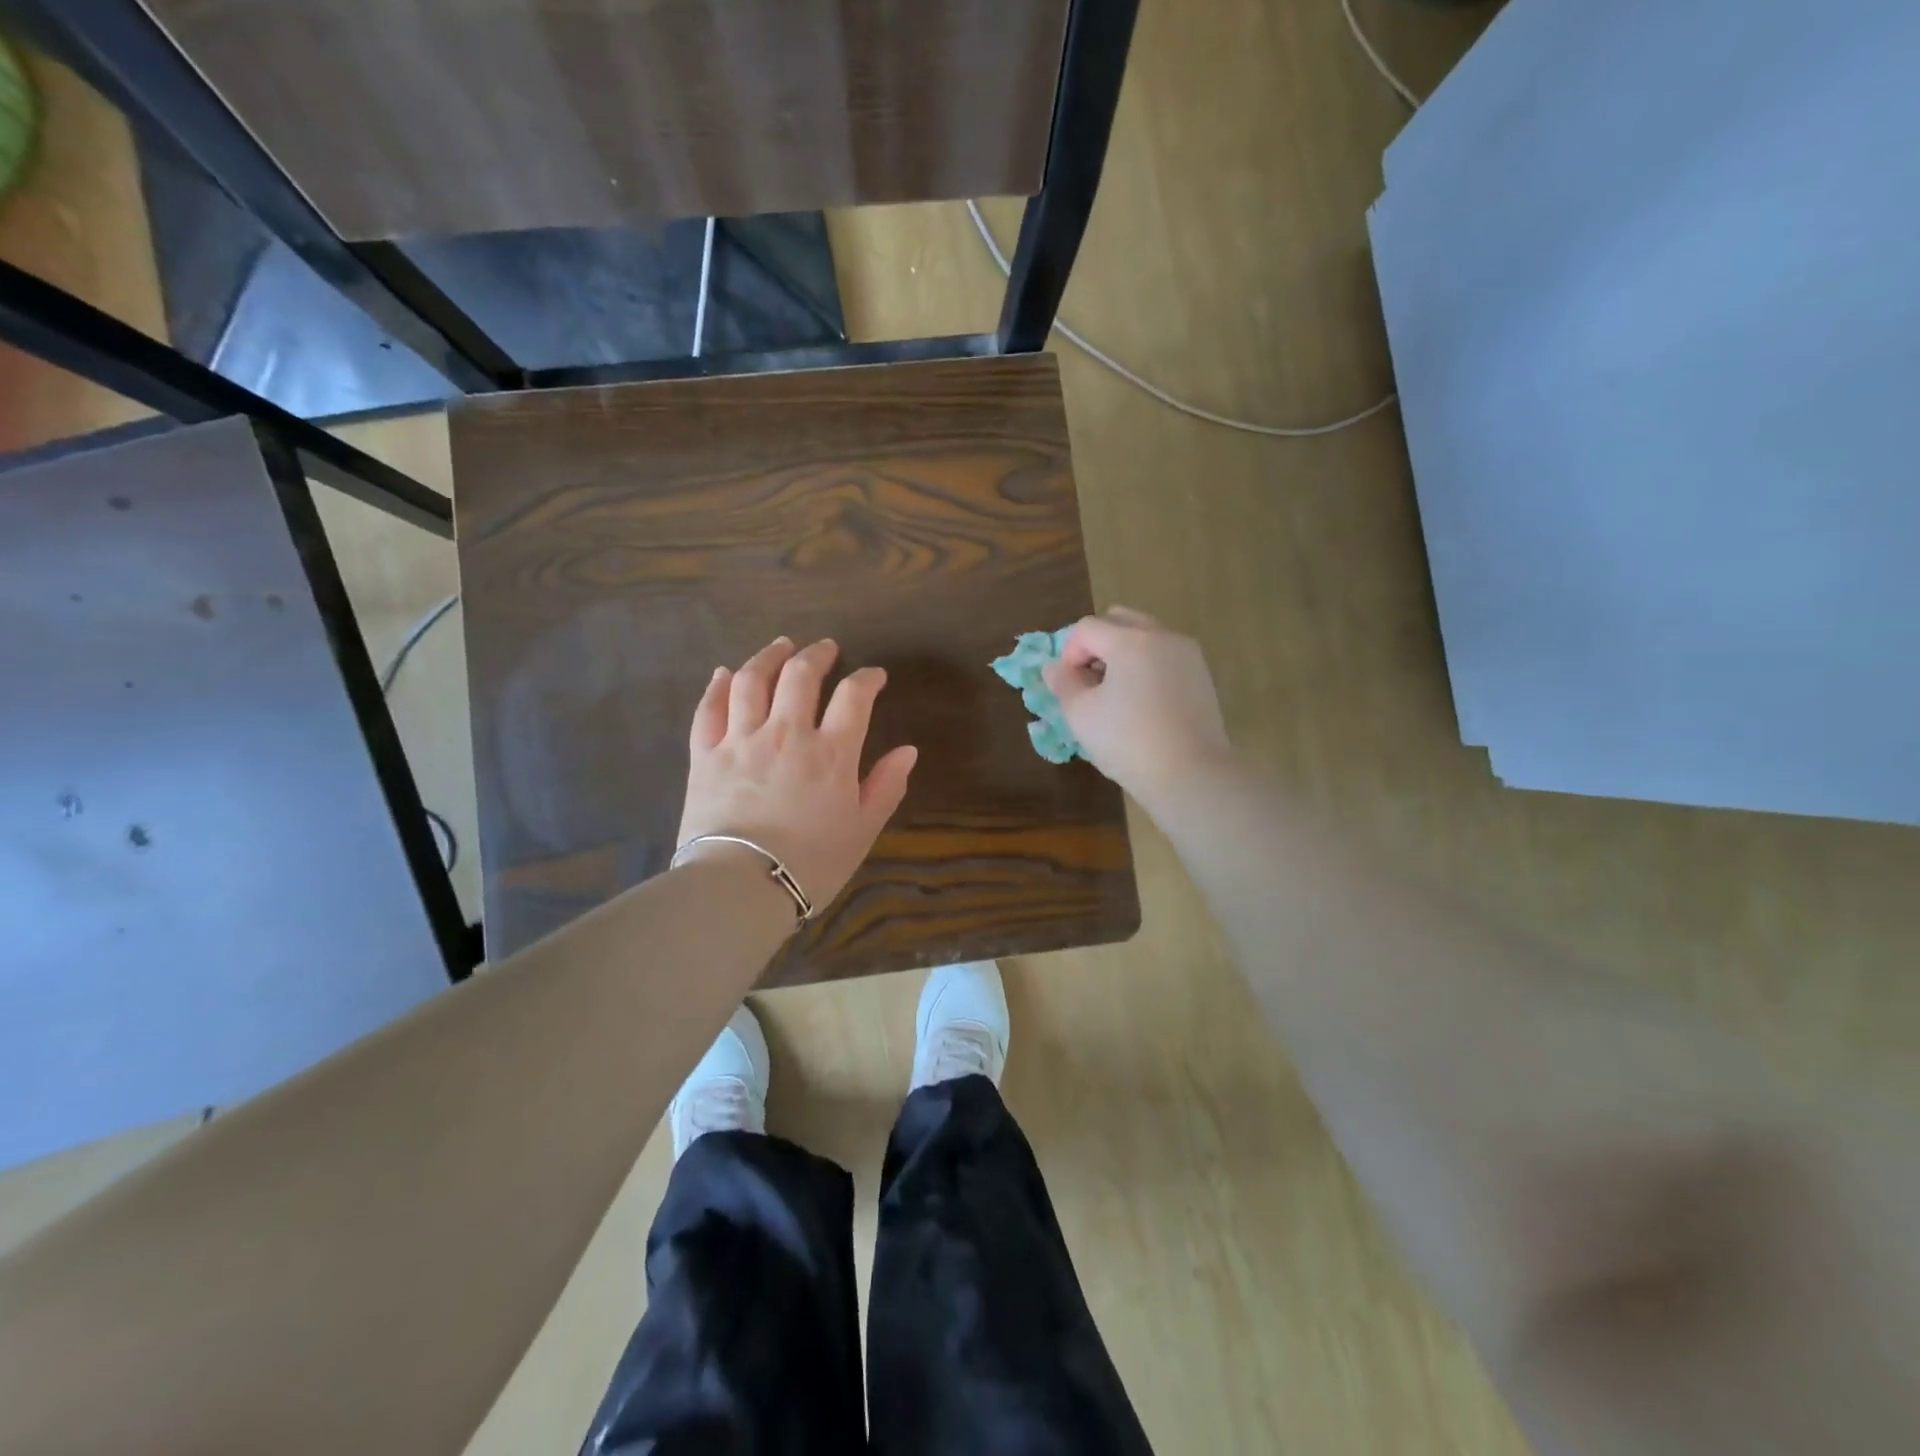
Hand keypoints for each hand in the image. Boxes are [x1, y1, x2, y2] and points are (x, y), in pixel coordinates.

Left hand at [677, 636, 917, 911]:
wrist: (740, 887)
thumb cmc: (810, 864)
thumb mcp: (862, 830)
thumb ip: (886, 787)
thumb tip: (908, 750)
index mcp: (831, 752)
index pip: (854, 697)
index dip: (867, 678)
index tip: (874, 675)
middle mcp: (787, 733)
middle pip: (801, 675)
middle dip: (817, 655)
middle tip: (826, 648)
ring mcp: (741, 739)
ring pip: (753, 680)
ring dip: (769, 656)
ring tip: (781, 645)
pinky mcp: (705, 755)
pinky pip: (709, 709)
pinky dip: (718, 685)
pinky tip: (726, 673)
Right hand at [1044, 607, 1233, 810]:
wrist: (1190, 774)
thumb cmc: (1128, 742)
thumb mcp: (1081, 715)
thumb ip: (1063, 684)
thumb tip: (1053, 667)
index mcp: (1130, 640)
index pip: (1086, 628)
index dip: (1069, 654)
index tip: (1070, 687)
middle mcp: (1162, 636)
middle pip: (1119, 621)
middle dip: (1097, 645)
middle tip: (1090, 682)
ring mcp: (1186, 654)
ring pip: (1145, 637)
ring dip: (1122, 654)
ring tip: (1115, 694)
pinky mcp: (1201, 675)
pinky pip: (1164, 656)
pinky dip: (1146, 667)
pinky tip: (1141, 703)